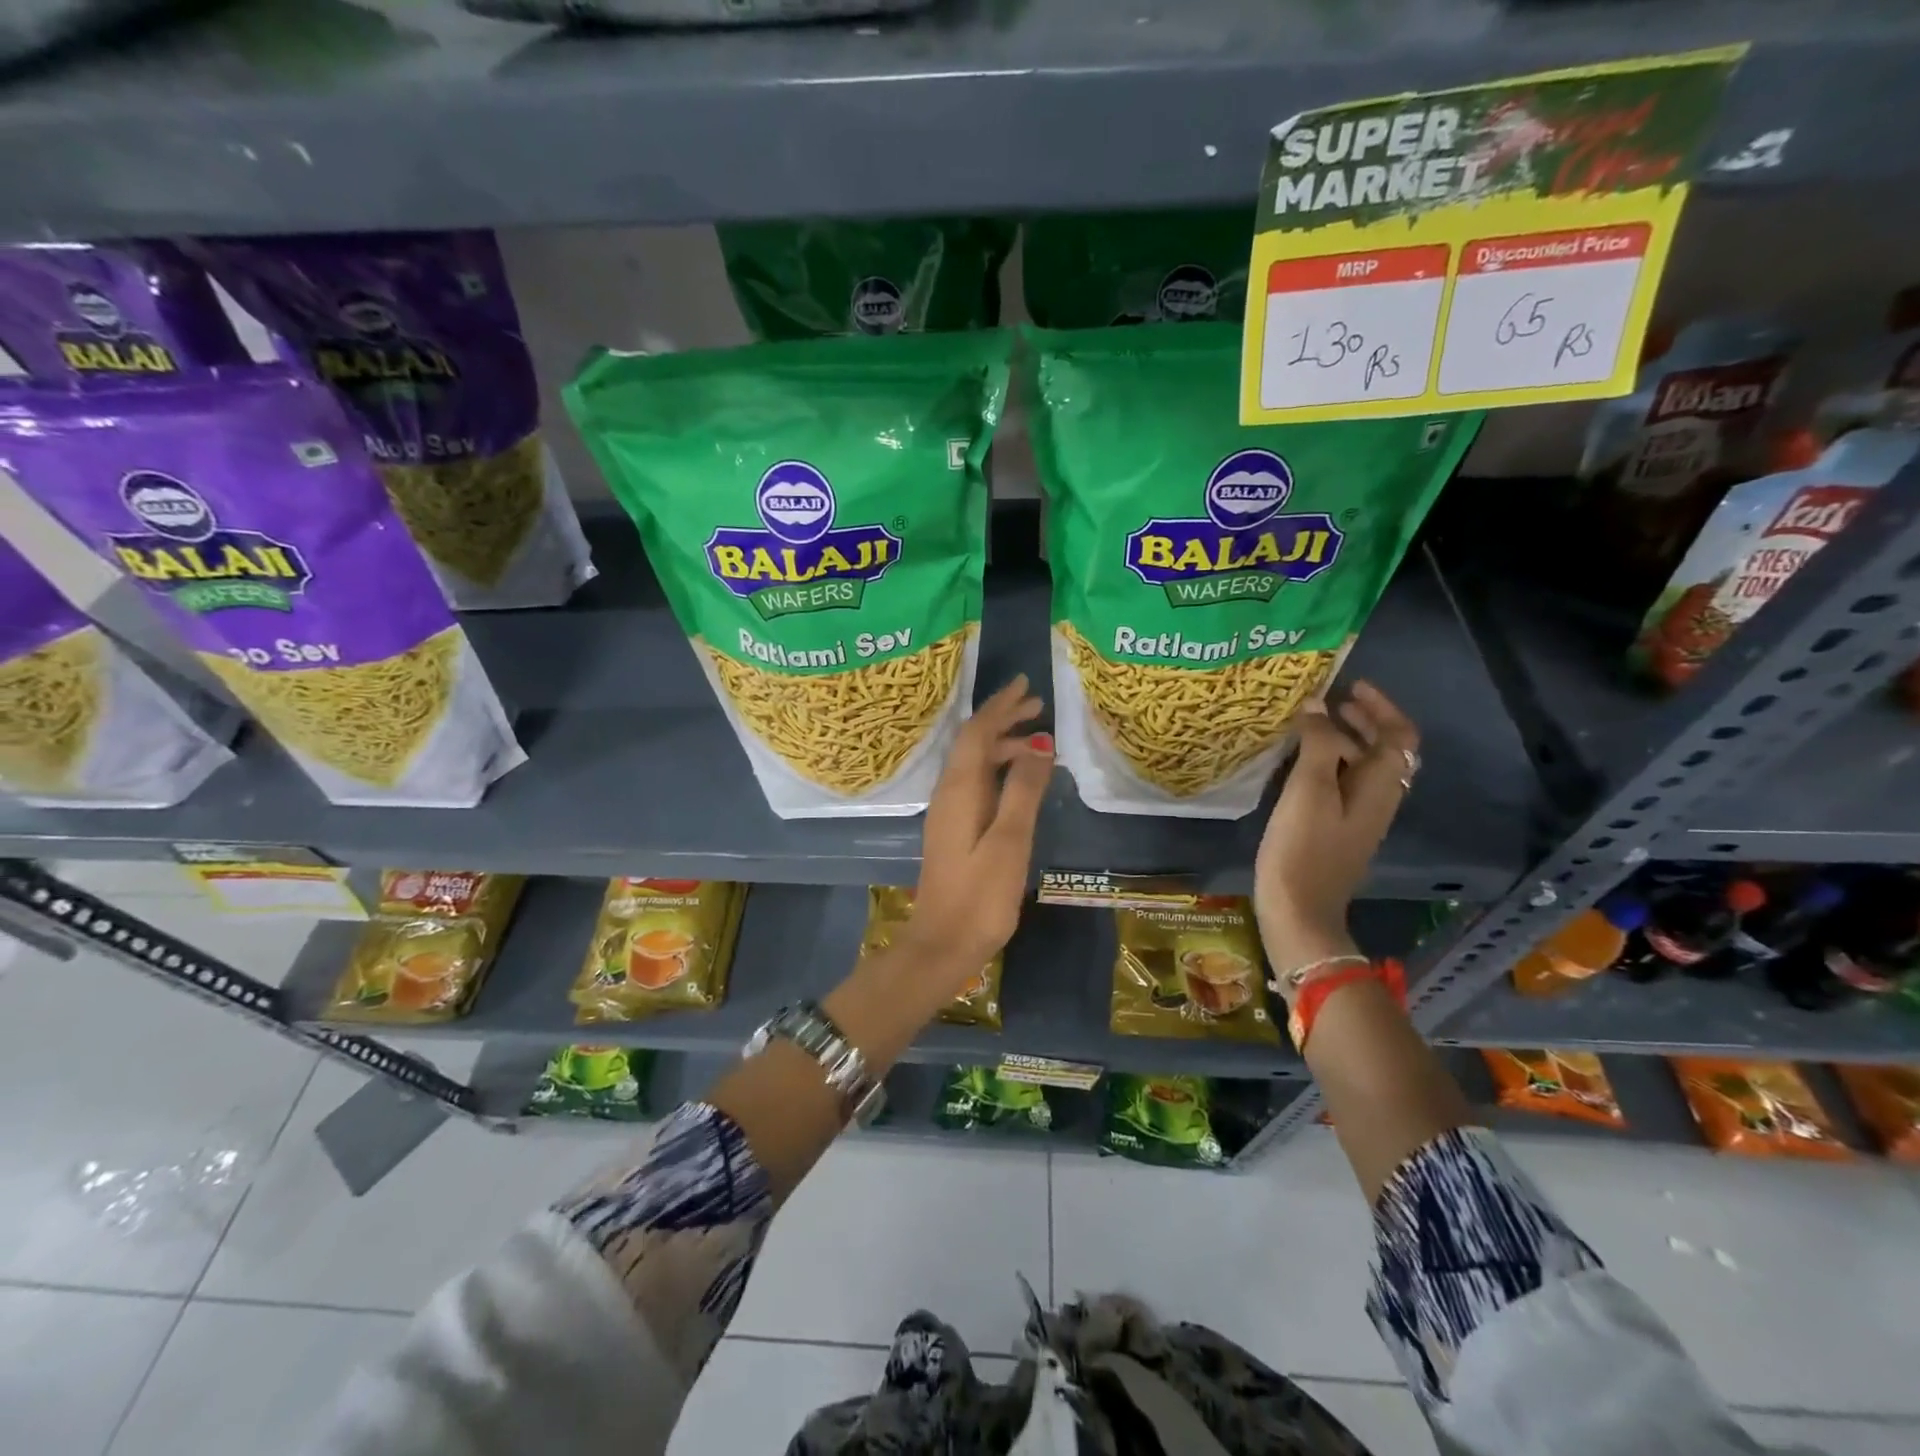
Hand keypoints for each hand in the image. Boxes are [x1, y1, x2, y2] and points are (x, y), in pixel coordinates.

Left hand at [908, 676, 1052, 988]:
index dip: (1000, 706)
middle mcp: (949, 793)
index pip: (977, 733)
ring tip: (1038, 741)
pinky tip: (1019, 781)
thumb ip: (1023, 790)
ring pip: (975, 764)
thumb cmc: (980, 896)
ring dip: (1002, 746)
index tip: (1026, 685)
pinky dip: (999, 770)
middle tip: (1038, 706)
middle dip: (1003, 720)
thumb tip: (1039, 742)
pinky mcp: (954, 830)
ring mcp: (949, 813)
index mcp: (959, 790)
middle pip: (973, 743)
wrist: (942, 945)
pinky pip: (976, 783)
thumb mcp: (1010, 841)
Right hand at [1254, 681, 1418, 989]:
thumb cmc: (1304, 847)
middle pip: (1384, 750)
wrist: (1299, 909)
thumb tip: (1317, 707)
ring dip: (1343, 741)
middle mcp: (1378, 799)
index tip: (1351, 687)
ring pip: (1362, 767)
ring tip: (1309, 726)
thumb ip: (1316, 744)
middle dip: (1361, 721)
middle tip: (1329, 702)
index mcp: (1380, 787)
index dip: (1381, 707)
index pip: (1399, 736)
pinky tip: (1299, 764)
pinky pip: (1343, 784)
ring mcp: (1358, 817)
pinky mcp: (1338, 830)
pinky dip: (1329, 763)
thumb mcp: (1308, 789)